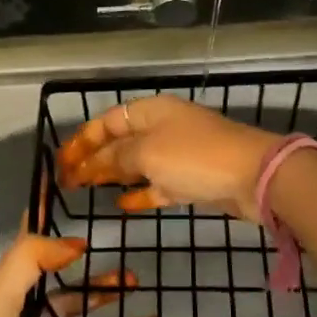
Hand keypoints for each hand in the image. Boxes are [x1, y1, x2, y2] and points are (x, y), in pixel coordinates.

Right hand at [56, 94, 283, 221]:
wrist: (254, 176)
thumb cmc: (195, 157)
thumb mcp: (148, 153)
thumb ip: (117, 157)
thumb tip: (95, 163)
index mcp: (151, 110)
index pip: (108, 120)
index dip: (83, 139)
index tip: (61, 161)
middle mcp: (163, 127)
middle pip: (121, 141)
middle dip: (94, 158)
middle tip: (68, 181)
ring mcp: (179, 153)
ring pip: (138, 163)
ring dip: (114, 175)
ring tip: (89, 190)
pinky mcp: (193, 179)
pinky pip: (158, 184)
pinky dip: (141, 193)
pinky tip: (124, 205)